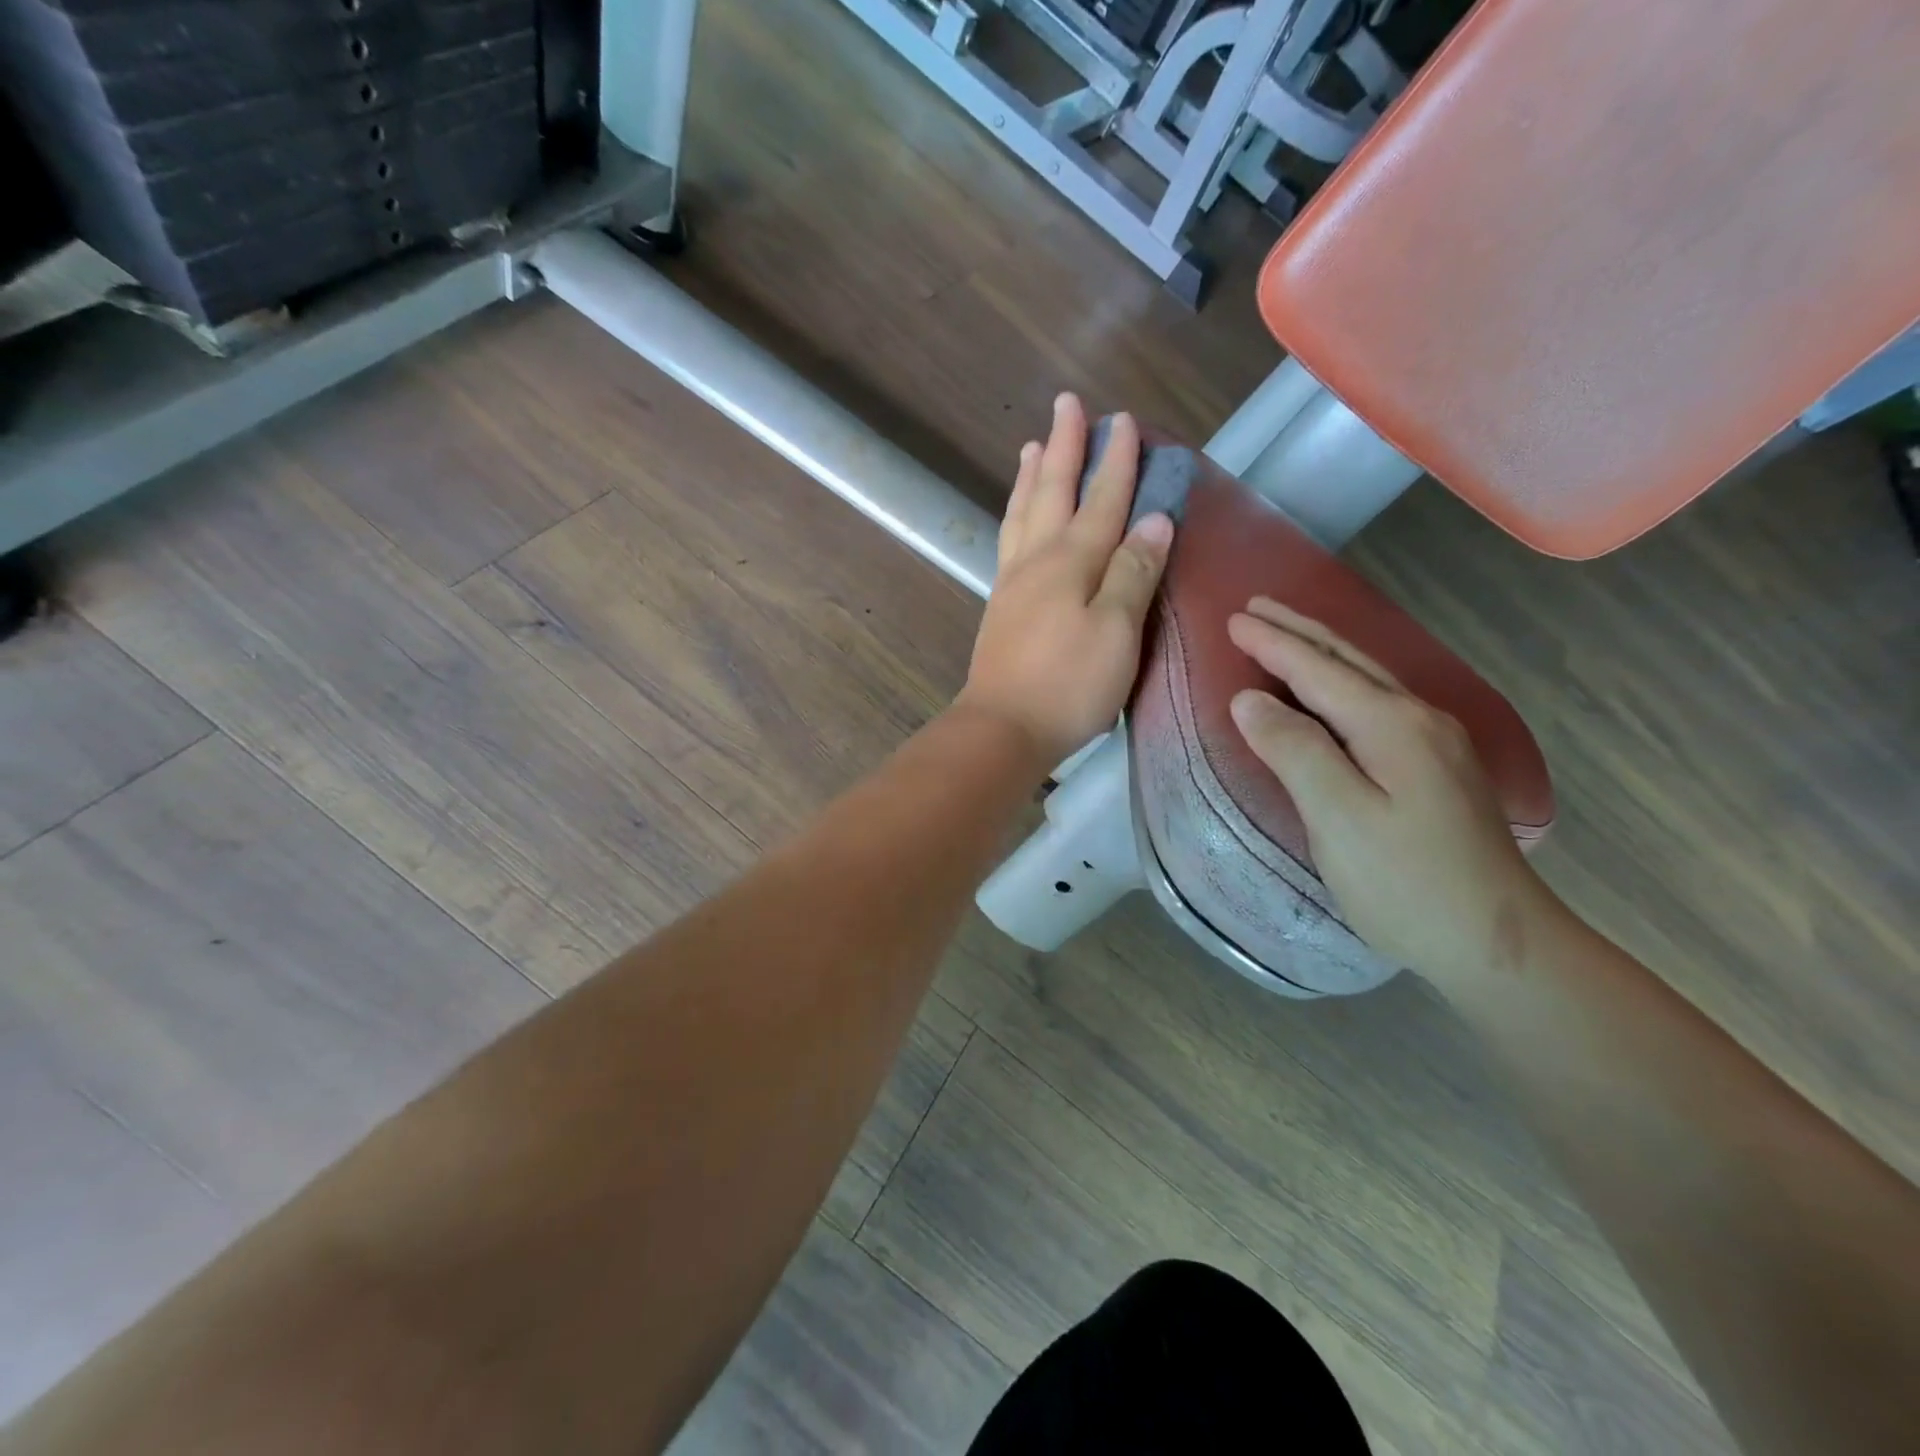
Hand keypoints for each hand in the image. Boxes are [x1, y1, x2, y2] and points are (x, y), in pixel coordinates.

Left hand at [957, 394, 1173, 769]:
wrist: (1003, 728)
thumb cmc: (1068, 684)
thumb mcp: (1116, 631)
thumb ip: (1133, 572)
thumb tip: (1155, 519)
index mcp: (1072, 561)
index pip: (1102, 499)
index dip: (1116, 460)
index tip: (1123, 419)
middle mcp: (1038, 560)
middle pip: (1053, 492)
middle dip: (1065, 446)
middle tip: (1068, 404)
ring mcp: (1013, 583)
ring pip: (1023, 514)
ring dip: (1032, 476)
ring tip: (1033, 446)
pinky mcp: (1001, 607)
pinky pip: (1010, 541)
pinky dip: (1016, 514)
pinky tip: (1018, 516)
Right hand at [1226, 598, 1567, 992]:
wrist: (1497, 943)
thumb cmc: (1404, 882)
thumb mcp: (1337, 817)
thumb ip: (1293, 750)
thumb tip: (1249, 700)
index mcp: (1391, 725)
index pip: (1318, 670)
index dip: (1272, 644)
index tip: (1231, 619)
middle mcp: (1419, 720)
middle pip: (1348, 662)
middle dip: (1298, 632)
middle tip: (1255, 608)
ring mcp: (1435, 743)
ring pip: (1367, 680)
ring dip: (1321, 652)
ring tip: (1285, 634)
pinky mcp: (1437, 768)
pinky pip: (1377, 704)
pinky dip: (1341, 683)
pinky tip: (1334, 690)